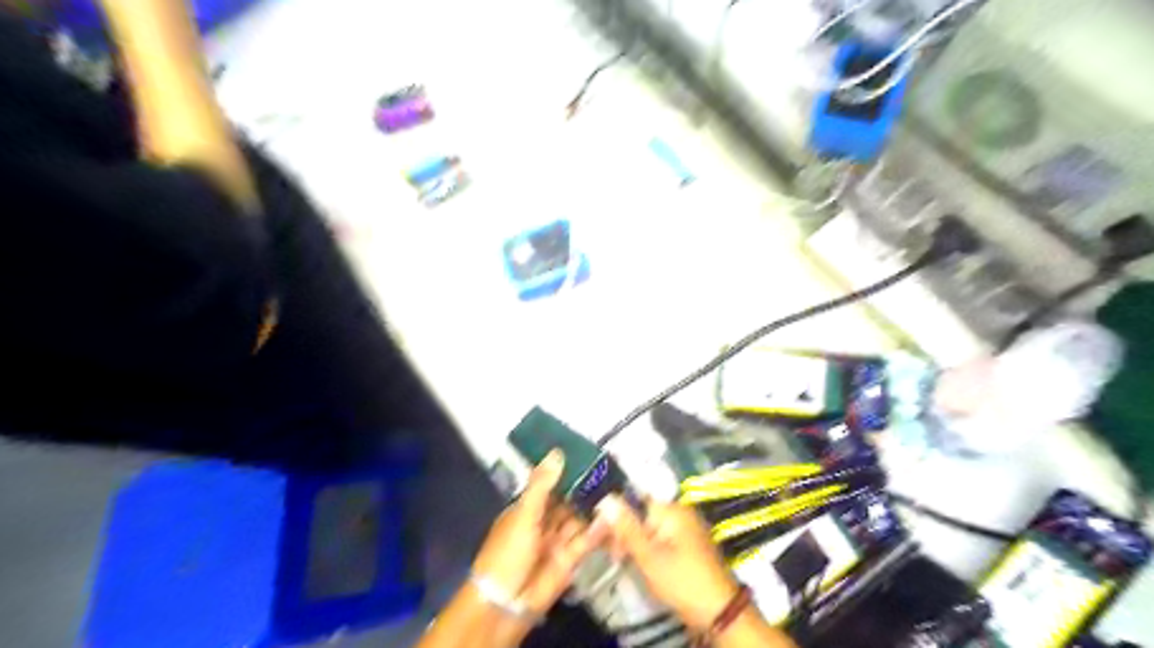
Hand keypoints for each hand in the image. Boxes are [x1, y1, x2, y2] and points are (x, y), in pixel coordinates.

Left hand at [472, 452, 603, 615]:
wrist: (506, 603)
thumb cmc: (508, 552)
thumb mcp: (524, 514)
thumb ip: (542, 484)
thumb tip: (557, 452)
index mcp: (528, 507)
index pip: (551, 484)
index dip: (568, 471)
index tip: (590, 454)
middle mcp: (545, 521)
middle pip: (569, 501)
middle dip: (586, 489)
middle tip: (611, 471)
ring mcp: (558, 540)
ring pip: (579, 519)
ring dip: (594, 508)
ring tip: (617, 491)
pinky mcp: (571, 559)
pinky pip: (586, 540)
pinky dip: (597, 530)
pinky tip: (610, 519)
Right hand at [595, 494, 739, 629]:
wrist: (720, 612)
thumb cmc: (682, 581)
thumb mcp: (648, 556)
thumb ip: (626, 527)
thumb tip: (606, 498)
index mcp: (672, 509)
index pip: (635, 500)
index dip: (615, 515)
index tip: (600, 534)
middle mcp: (681, 512)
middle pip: (643, 513)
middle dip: (625, 531)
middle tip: (614, 555)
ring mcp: (687, 528)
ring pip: (651, 527)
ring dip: (635, 541)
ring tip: (623, 560)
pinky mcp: (690, 544)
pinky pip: (662, 537)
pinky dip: (649, 547)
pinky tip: (641, 562)